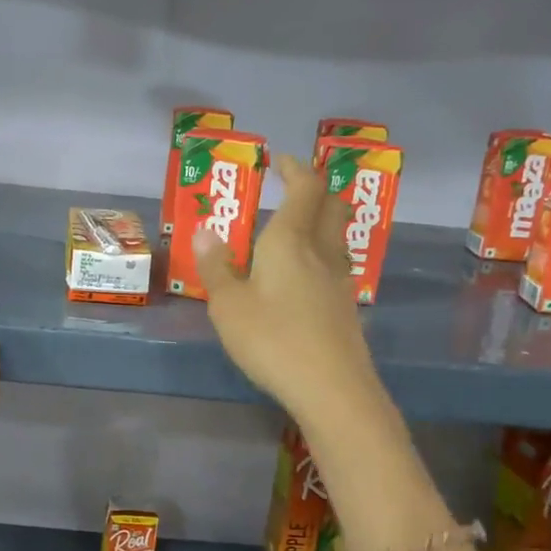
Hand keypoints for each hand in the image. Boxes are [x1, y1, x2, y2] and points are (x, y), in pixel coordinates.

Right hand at [193, 154, 375, 416]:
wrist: (332, 389)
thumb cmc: (272, 339)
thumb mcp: (228, 305)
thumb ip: (216, 267)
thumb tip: (205, 231)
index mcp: (291, 240)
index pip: (304, 187)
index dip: (294, 169)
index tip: (279, 161)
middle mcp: (321, 251)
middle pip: (332, 205)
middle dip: (314, 190)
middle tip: (290, 190)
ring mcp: (339, 280)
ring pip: (337, 235)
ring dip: (319, 222)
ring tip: (291, 232)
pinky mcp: (346, 307)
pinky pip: (335, 264)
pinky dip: (319, 255)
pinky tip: (301, 277)